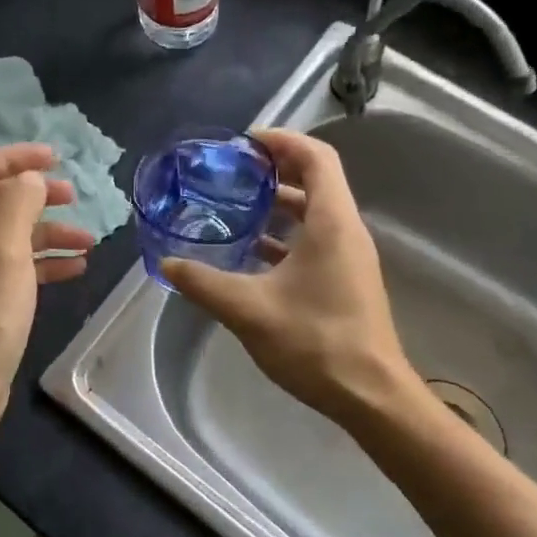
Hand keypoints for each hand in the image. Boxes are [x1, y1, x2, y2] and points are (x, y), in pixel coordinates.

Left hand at [0, 143, 92, 436]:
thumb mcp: (3, 254)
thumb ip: (18, 206)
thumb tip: (31, 179)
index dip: (15, 159)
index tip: (55, 156)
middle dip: (37, 196)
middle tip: (75, 196)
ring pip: (10, 237)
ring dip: (48, 234)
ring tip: (89, 241)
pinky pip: (14, 268)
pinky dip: (43, 263)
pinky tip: (76, 268)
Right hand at [162, 129, 413, 425]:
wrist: (370, 395)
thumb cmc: (316, 342)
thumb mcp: (249, 310)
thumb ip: (204, 283)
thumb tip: (166, 265)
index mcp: (332, 222)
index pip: (316, 157)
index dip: (282, 141)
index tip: (244, 143)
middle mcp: (346, 230)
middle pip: (316, 180)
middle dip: (275, 170)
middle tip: (233, 172)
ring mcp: (350, 257)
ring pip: (315, 213)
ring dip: (279, 205)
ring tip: (236, 208)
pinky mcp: (346, 281)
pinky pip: (316, 241)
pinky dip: (286, 236)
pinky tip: (252, 254)